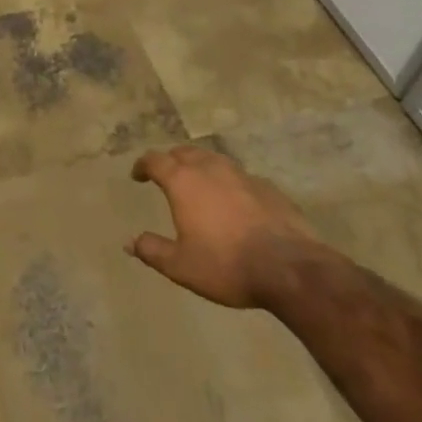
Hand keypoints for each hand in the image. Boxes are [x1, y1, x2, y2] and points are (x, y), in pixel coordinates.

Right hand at [126, 146, 324, 307]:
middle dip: (172, 160)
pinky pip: (240, 177)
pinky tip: (234, 201)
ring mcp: (242, 175)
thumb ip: (152, 250)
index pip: (155, 161)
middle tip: (167, 174)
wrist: (291, 268)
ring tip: (199, 182)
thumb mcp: (181, 266)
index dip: (143, 165)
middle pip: (185, 152)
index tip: (138, 175)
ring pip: (214, 160)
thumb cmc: (227, 264)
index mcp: (183, 181)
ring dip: (201, 166)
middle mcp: (210, 169)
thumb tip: (130, 242)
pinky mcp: (268, 188)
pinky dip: (229, 183)